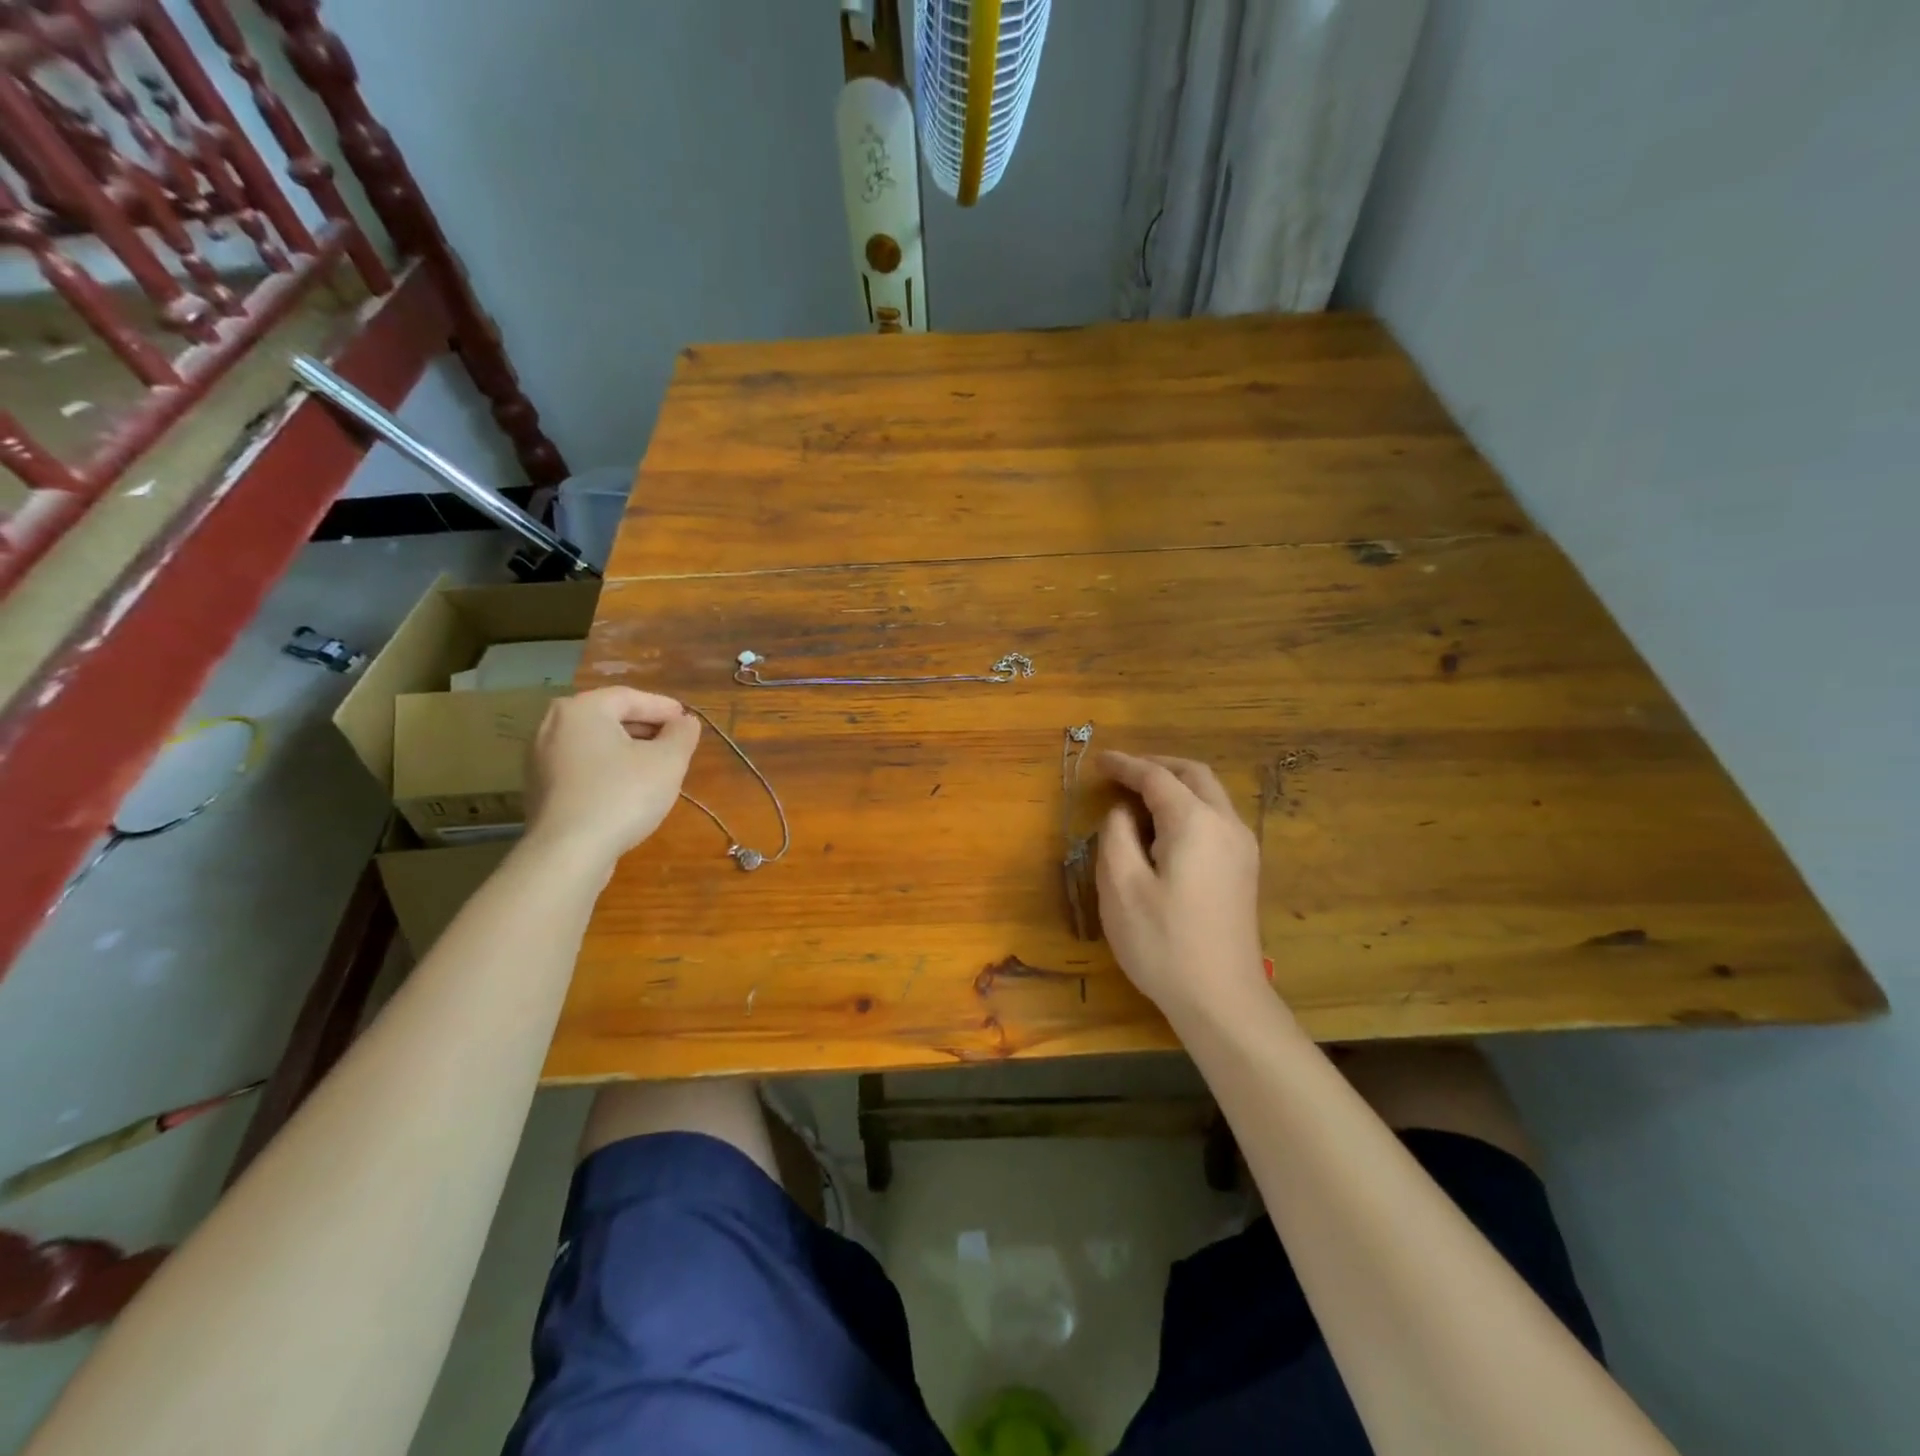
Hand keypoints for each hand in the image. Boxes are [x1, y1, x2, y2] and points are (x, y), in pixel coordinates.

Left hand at [523, 687, 700, 870]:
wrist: (568, 853)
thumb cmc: (622, 795)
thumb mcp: (668, 762)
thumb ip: (682, 735)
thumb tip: (686, 722)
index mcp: (582, 709)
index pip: (630, 697)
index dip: (664, 708)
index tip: (687, 720)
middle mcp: (553, 726)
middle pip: (609, 718)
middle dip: (646, 728)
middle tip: (675, 742)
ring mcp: (540, 759)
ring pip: (595, 743)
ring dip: (627, 749)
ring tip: (656, 766)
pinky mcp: (540, 788)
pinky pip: (581, 766)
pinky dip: (607, 768)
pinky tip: (628, 789)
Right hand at [1096, 751, 1266, 1019]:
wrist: (1222, 999)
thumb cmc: (1163, 942)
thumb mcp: (1121, 886)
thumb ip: (1116, 835)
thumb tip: (1122, 812)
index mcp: (1195, 822)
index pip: (1156, 777)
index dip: (1125, 765)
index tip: (1099, 761)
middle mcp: (1226, 824)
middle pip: (1194, 775)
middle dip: (1157, 766)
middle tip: (1122, 773)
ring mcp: (1242, 847)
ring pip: (1210, 795)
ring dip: (1175, 785)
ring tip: (1138, 797)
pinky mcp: (1245, 869)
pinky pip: (1216, 818)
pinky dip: (1189, 806)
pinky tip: (1165, 828)